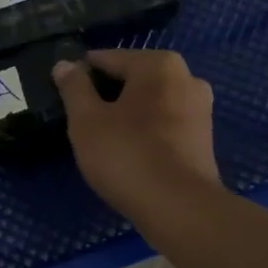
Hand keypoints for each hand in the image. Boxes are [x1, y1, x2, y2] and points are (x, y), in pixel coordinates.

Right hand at [52, 50, 220, 223]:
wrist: (179, 208)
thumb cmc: (127, 155)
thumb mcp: (86, 120)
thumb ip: (73, 88)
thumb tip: (64, 64)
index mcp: (158, 65)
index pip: (107, 59)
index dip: (80, 76)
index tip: (63, 97)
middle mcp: (186, 77)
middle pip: (132, 79)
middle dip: (106, 95)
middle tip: (81, 121)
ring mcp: (200, 108)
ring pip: (149, 102)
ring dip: (126, 114)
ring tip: (103, 139)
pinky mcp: (203, 138)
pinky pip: (164, 123)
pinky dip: (145, 131)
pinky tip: (129, 152)